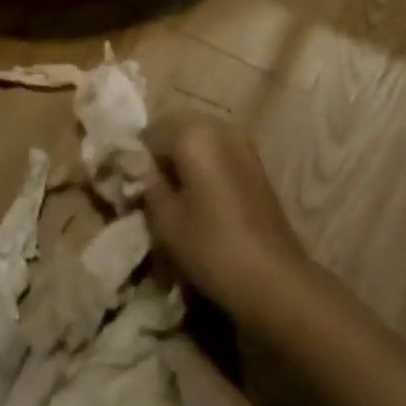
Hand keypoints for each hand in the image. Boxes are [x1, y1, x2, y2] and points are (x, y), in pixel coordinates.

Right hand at [141, 113, 310, 316]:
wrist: (275, 279)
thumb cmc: (212, 246)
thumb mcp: (165, 219)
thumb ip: (146, 183)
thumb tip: (134, 164)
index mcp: (192, 134)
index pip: (149, 134)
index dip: (136, 158)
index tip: (130, 185)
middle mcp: (218, 127)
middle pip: (176, 130)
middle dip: (161, 155)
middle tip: (150, 189)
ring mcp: (242, 143)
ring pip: (199, 141)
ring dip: (183, 160)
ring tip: (175, 196)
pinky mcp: (256, 163)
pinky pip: (219, 152)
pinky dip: (205, 166)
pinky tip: (201, 198)